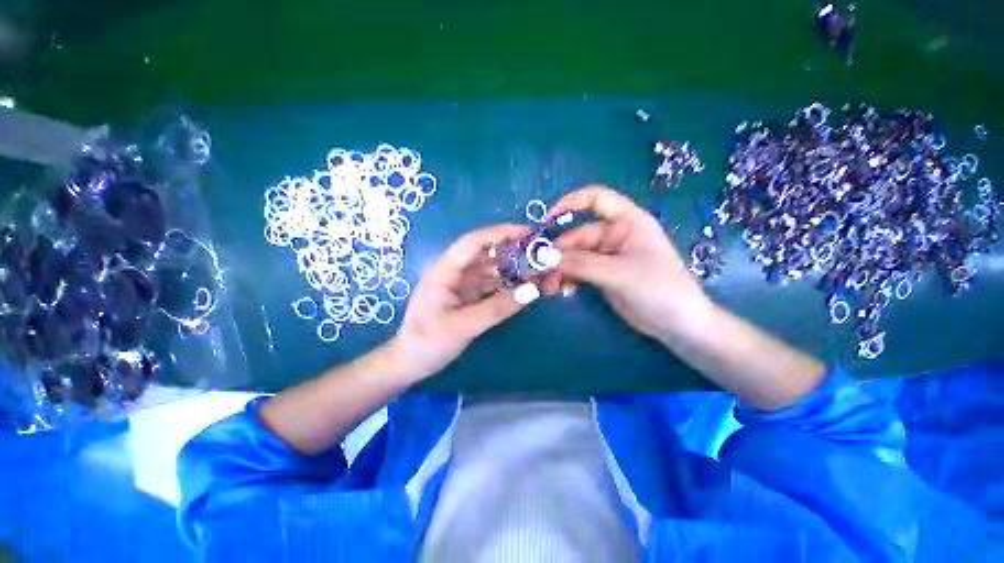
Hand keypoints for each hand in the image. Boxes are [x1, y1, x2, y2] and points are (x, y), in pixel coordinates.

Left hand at [393, 224, 532, 377]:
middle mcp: (453, 272)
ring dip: (510, 268)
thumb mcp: (464, 325)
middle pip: (484, 253)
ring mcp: (460, 285)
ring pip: (489, 269)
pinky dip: (506, 284)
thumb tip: (532, 290)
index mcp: (445, 270)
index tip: (527, 232)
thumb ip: (498, 308)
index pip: (473, 242)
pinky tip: (522, 287)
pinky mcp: (467, 297)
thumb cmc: (429, 342)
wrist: (410, 363)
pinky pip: (490, 284)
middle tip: (538, 253)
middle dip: (510, 250)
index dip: (500, 233)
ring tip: (535, 270)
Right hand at [545, 185, 712, 341]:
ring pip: (574, 256)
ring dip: (559, 269)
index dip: (571, 202)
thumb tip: (546, 257)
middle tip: (540, 271)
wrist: (678, 324)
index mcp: (627, 222)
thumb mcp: (618, 273)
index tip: (547, 219)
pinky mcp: (602, 275)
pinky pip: (577, 271)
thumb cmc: (659, 288)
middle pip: (577, 235)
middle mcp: (614, 235)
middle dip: (558, 253)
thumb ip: (581, 264)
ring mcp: (607, 256)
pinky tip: (561, 290)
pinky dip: (567, 278)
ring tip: (549, 287)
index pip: (597, 199)